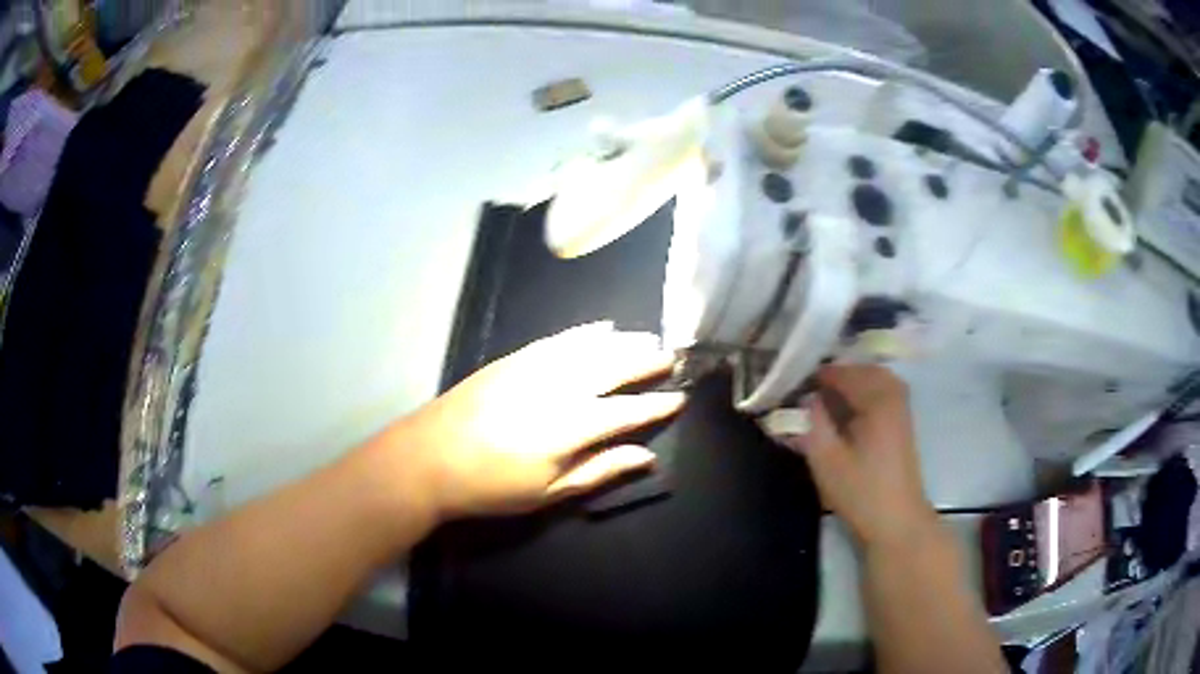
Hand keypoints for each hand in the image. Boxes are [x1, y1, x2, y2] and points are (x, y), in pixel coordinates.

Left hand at [395, 322, 685, 520]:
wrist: (430, 457)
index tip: (679, 397)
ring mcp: (535, 367)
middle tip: (671, 357)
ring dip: (623, 342)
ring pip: (590, 347)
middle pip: (614, 368)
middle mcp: (560, 388)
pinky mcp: (515, 358)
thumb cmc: (491, 486)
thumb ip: (601, 470)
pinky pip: (559, 338)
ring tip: (648, 339)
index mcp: (572, 427)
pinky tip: (602, 327)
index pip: (628, 411)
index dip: (656, 405)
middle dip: (646, 362)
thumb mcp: (549, 492)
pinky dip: (585, 332)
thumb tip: (646, 457)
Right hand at [776, 366, 936, 547]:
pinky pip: (883, 394)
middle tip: (811, 388)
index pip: (845, 373)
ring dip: (852, 383)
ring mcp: (901, 411)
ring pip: (876, 381)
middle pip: (864, 371)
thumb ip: (814, 423)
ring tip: (827, 398)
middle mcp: (893, 397)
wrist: (897, 522)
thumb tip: (806, 399)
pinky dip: (864, 394)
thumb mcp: (827, 460)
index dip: (818, 376)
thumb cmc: (861, 492)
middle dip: (837, 375)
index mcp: (877, 401)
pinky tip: (848, 411)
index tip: (795, 383)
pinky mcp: (902, 425)